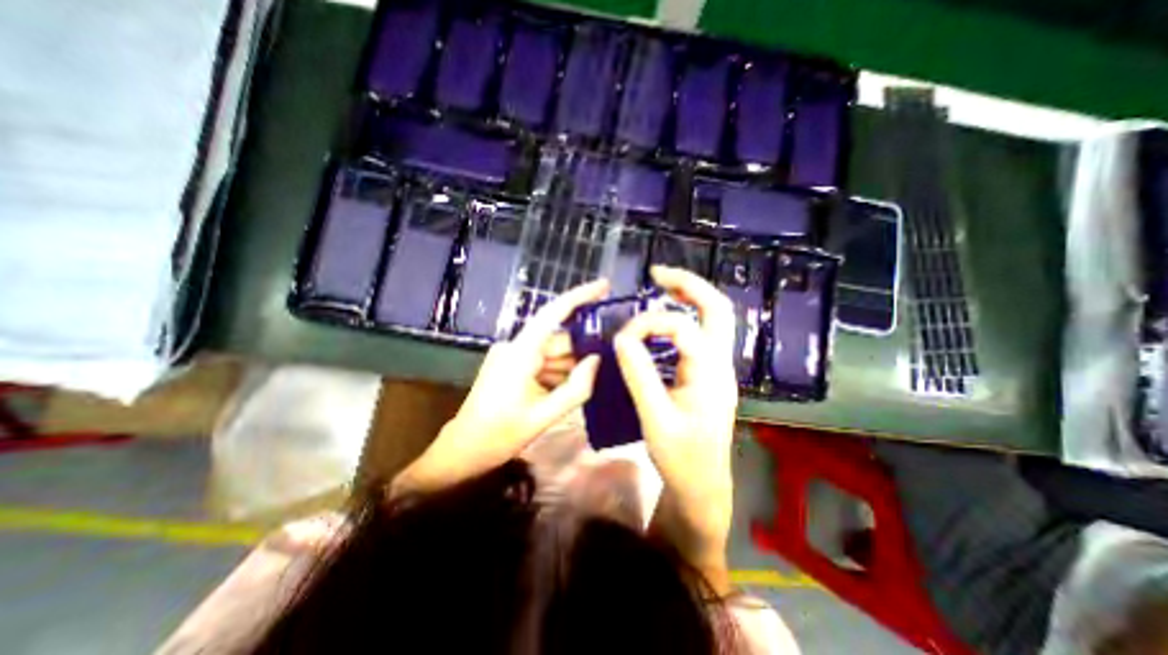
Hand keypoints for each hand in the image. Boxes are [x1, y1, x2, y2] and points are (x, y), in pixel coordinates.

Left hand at [395, 275, 612, 495]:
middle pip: (558, 340)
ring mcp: (511, 355)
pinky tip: (561, 392)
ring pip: (551, 353)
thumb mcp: (544, 416)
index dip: (580, 296)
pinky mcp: (511, 364)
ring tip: (582, 387)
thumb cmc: (499, 435)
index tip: (604, 286)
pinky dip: (555, 373)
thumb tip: (597, 360)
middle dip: (581, 352)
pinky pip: (541, 361)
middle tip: (608, 364)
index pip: (553, 313)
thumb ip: (576, 388)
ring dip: (567, 368)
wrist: (463, 450)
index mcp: (520, 353)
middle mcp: (515, 346)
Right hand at [615, 264, 732, 589]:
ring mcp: (716, 368)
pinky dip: (682, 319)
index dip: (649, 323)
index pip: (682, 327)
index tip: (623, 338)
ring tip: (661, 287)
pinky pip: (699, 335)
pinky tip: (661, 323)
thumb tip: (622, 337)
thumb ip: (639, 374)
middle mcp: (720, 363)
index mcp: (711, 372)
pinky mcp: (707, 375)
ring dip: (688, 298)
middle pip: (716, 308)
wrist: (703, 486)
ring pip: (712, 319)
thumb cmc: (682, 458)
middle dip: (688, 284)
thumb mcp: (655, 417)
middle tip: (657, 273)